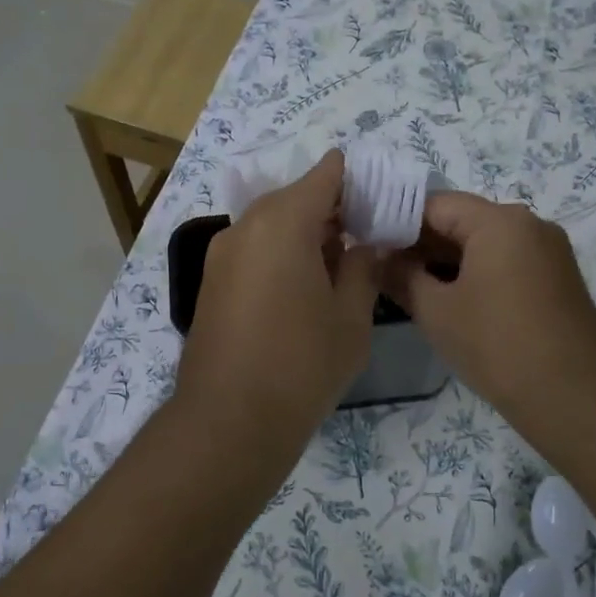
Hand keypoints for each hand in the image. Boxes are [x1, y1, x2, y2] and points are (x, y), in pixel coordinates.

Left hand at [176, 150, 380, 444]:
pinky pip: (254, 249)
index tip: (382, 199)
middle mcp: (245, 226)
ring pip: (272, 224)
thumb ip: (362, 268)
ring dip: (306, 233)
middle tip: (368, 237)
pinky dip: (280, 253)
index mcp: (283, 222)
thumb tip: (365, 245)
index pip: (325, 175)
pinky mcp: (212, 282)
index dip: (356, 180)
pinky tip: (304, 287)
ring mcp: (222, 254)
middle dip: (333, 209)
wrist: (228, 421)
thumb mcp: (350, 317)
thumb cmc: (301, 365)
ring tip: (340, 264)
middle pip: (296, 197)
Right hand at [383, 193, 595, 428]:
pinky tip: (449, 300)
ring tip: (410, 288)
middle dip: (421, 244)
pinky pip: (506, 262)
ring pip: (484, 243)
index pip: (435, 204)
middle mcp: (529, 224)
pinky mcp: (557, 278)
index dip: (397, 222)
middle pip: (462, 220)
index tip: (369, 245)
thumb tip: (377, 258)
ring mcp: (548, 251)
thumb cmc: (496, 345)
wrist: (574, 397)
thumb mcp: (436, 310)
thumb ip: (401, 276)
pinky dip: (475, 274)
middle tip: (384, 270)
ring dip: (447, 261)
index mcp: (500, 221)